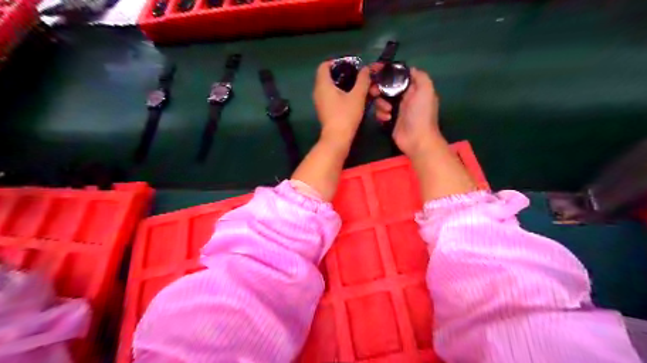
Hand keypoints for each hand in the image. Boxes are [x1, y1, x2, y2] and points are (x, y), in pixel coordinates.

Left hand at [313, 61, 368, 147]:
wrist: (337, 139)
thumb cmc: (346, 115)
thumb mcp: (357, 96)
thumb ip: (363, 80)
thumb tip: (366, 69)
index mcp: (323, 84)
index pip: (325, 65)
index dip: (337, 62)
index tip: (351, 65)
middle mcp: (319, 92)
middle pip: (332, 77)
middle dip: (349, 76)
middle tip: (362, 78)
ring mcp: (321, 103)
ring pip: (335, 89)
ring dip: (350, 88)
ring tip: (364, 90)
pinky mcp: (326, 111)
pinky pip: (334, 98)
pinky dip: (345, 96)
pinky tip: (358, 100)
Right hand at [372, 65, 441, 158]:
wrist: (417, 139)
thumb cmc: (421, 114)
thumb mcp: (426, 90)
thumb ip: (420, 76)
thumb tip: (409, 69)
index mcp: (413, 88)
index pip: (398, 76)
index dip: (387, 72)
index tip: (375, 70)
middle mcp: (404, 97)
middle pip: (386, 87)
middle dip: (379, 88)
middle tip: (374, 92)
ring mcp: (396, 109)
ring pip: (381, 100)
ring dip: (380, 104)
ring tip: (387, 110)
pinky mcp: (389, 120)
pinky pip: (380, 112)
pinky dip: (381, 114)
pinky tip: (387, 119)